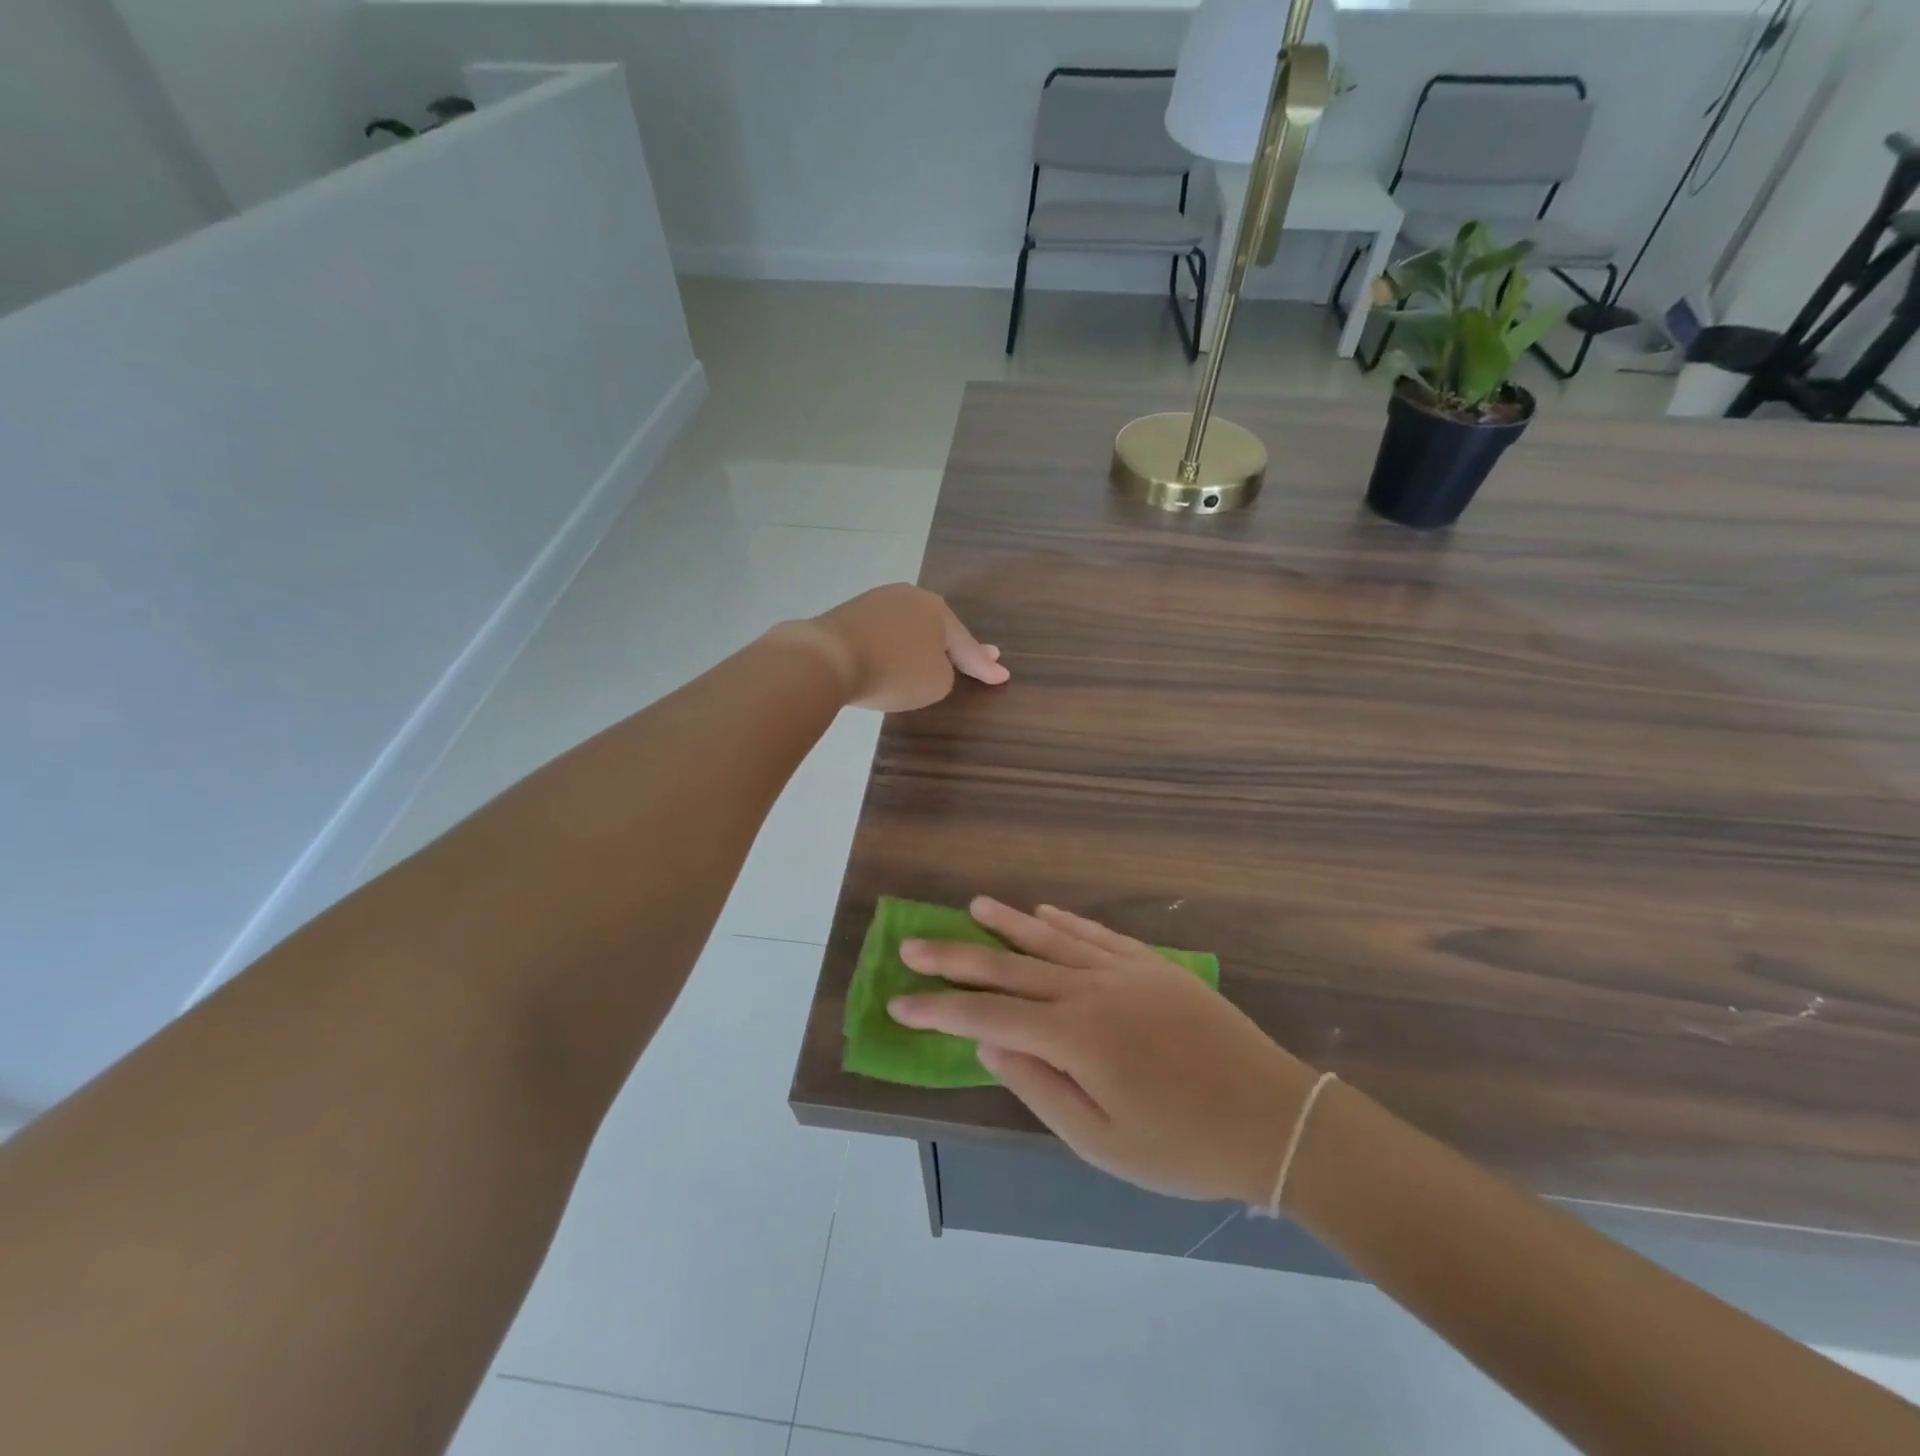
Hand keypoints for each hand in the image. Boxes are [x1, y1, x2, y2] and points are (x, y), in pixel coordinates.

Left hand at [795, 584, 1008, 711]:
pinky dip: (892, 647)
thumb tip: (931, 663)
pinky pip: (882, 634)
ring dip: (921, 643)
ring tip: (931, 658)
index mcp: (938, 610)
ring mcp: (876, 602)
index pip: (967, 645)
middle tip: (975, 657)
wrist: (827, 658)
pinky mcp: (847, 615)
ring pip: (909, 628)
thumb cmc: (894, 671)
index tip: (1002, 675)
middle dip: (955, 644)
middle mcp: (909, 598)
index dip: (984, 665)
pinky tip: (892, 656)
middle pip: (938, 628)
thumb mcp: (937, 682)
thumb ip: (946, 672)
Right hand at [888, 899, 1314, 1205]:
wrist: (1274, 1118)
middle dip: (955, 956)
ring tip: (972, 907)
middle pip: (1009, 966)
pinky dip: (1064, 921)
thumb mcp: (1102, 1142)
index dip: (939, 1009)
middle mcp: (1091, 989)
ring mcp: (1124, 970)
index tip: (899, 1003)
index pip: (987, 1014)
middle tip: (912, 945)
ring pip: (1050, 938)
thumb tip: (990, 1043)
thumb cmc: (1183, 1146)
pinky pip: (1096, 934)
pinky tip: (1043, 911)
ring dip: (1007, 923)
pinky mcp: (1152, 965)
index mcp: (1074, 1036)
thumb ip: (1039, 1087)